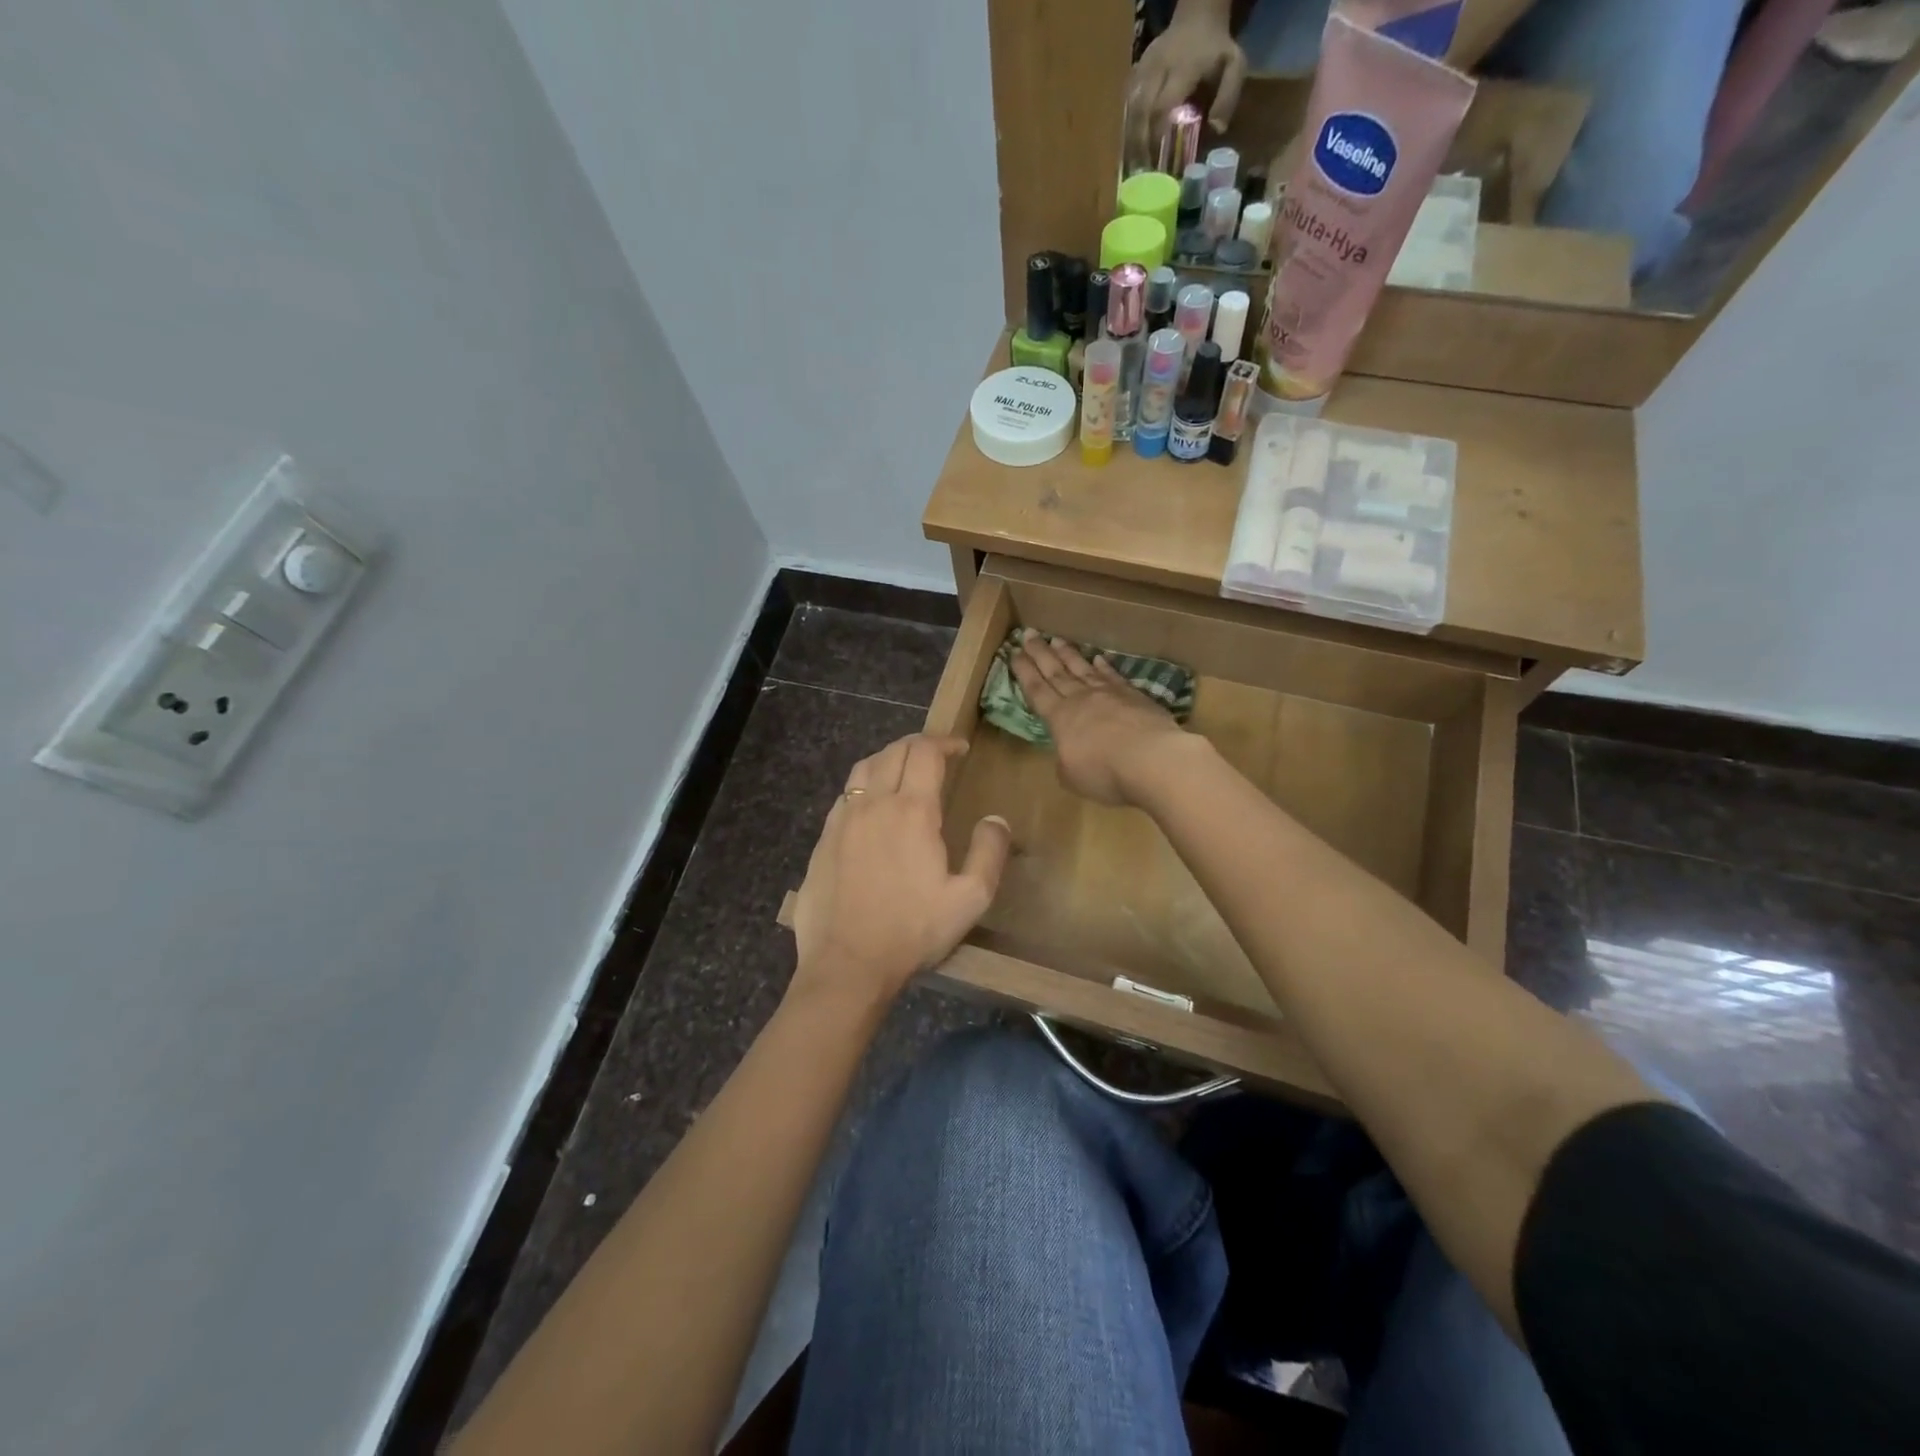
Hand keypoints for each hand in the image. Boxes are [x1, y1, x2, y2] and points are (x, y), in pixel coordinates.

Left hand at [789, 734, 1010, 1010]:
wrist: (847, 964)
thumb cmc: (912, 931)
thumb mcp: (969, 899)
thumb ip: (989, 853)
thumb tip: (996, 819)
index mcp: (912, 811)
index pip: (925, 753)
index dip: (944, 742)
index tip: (959, 748)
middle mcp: (874, 804)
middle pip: (893, 752)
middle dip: (918, 744)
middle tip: (935, 754)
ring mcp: (843, 820)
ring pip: (863, 768)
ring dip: (887, 759)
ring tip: (903, 770)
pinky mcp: (823, 840)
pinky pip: (844, 795)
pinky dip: (863, 785)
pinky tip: (871, 805)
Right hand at [1010, 631, 1189, 806]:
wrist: (1151, 758)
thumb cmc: (1104, 772)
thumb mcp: (1071, 776)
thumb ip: (1064, 762)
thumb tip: (1067, 754)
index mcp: (1059, 718)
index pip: (1036, 690)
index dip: (1024, 671)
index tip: (1014, 653)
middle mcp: (1080, 699)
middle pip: (1055, 672)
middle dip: (1040, 653)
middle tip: (1028, 634)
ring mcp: (1108, 693)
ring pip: (1082, 668)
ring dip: (1068, 654)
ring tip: (1056, 639)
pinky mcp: (1134, 695)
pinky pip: (1113, 676)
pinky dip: (1104, 666)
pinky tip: (1098, 658)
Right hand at [1127, 4, 1247, 164]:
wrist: (1197, 18)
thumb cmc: (1216, 50)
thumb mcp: (1234, 65)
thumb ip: (1228, 96)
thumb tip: (1216, 130)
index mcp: (1182, 67)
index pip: (1163, 107)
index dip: (1157, 137)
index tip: (1158, 163)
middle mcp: (1157, 68)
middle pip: (1140, 112)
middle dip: (1139, 145)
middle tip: (1142, 173)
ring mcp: (1142, 70)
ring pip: (1129, 111)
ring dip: (1130, 141)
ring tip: (1133, 167)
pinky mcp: (1133, 75)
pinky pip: (1126, 108)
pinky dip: (1127, 130)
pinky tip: (1131, 149)